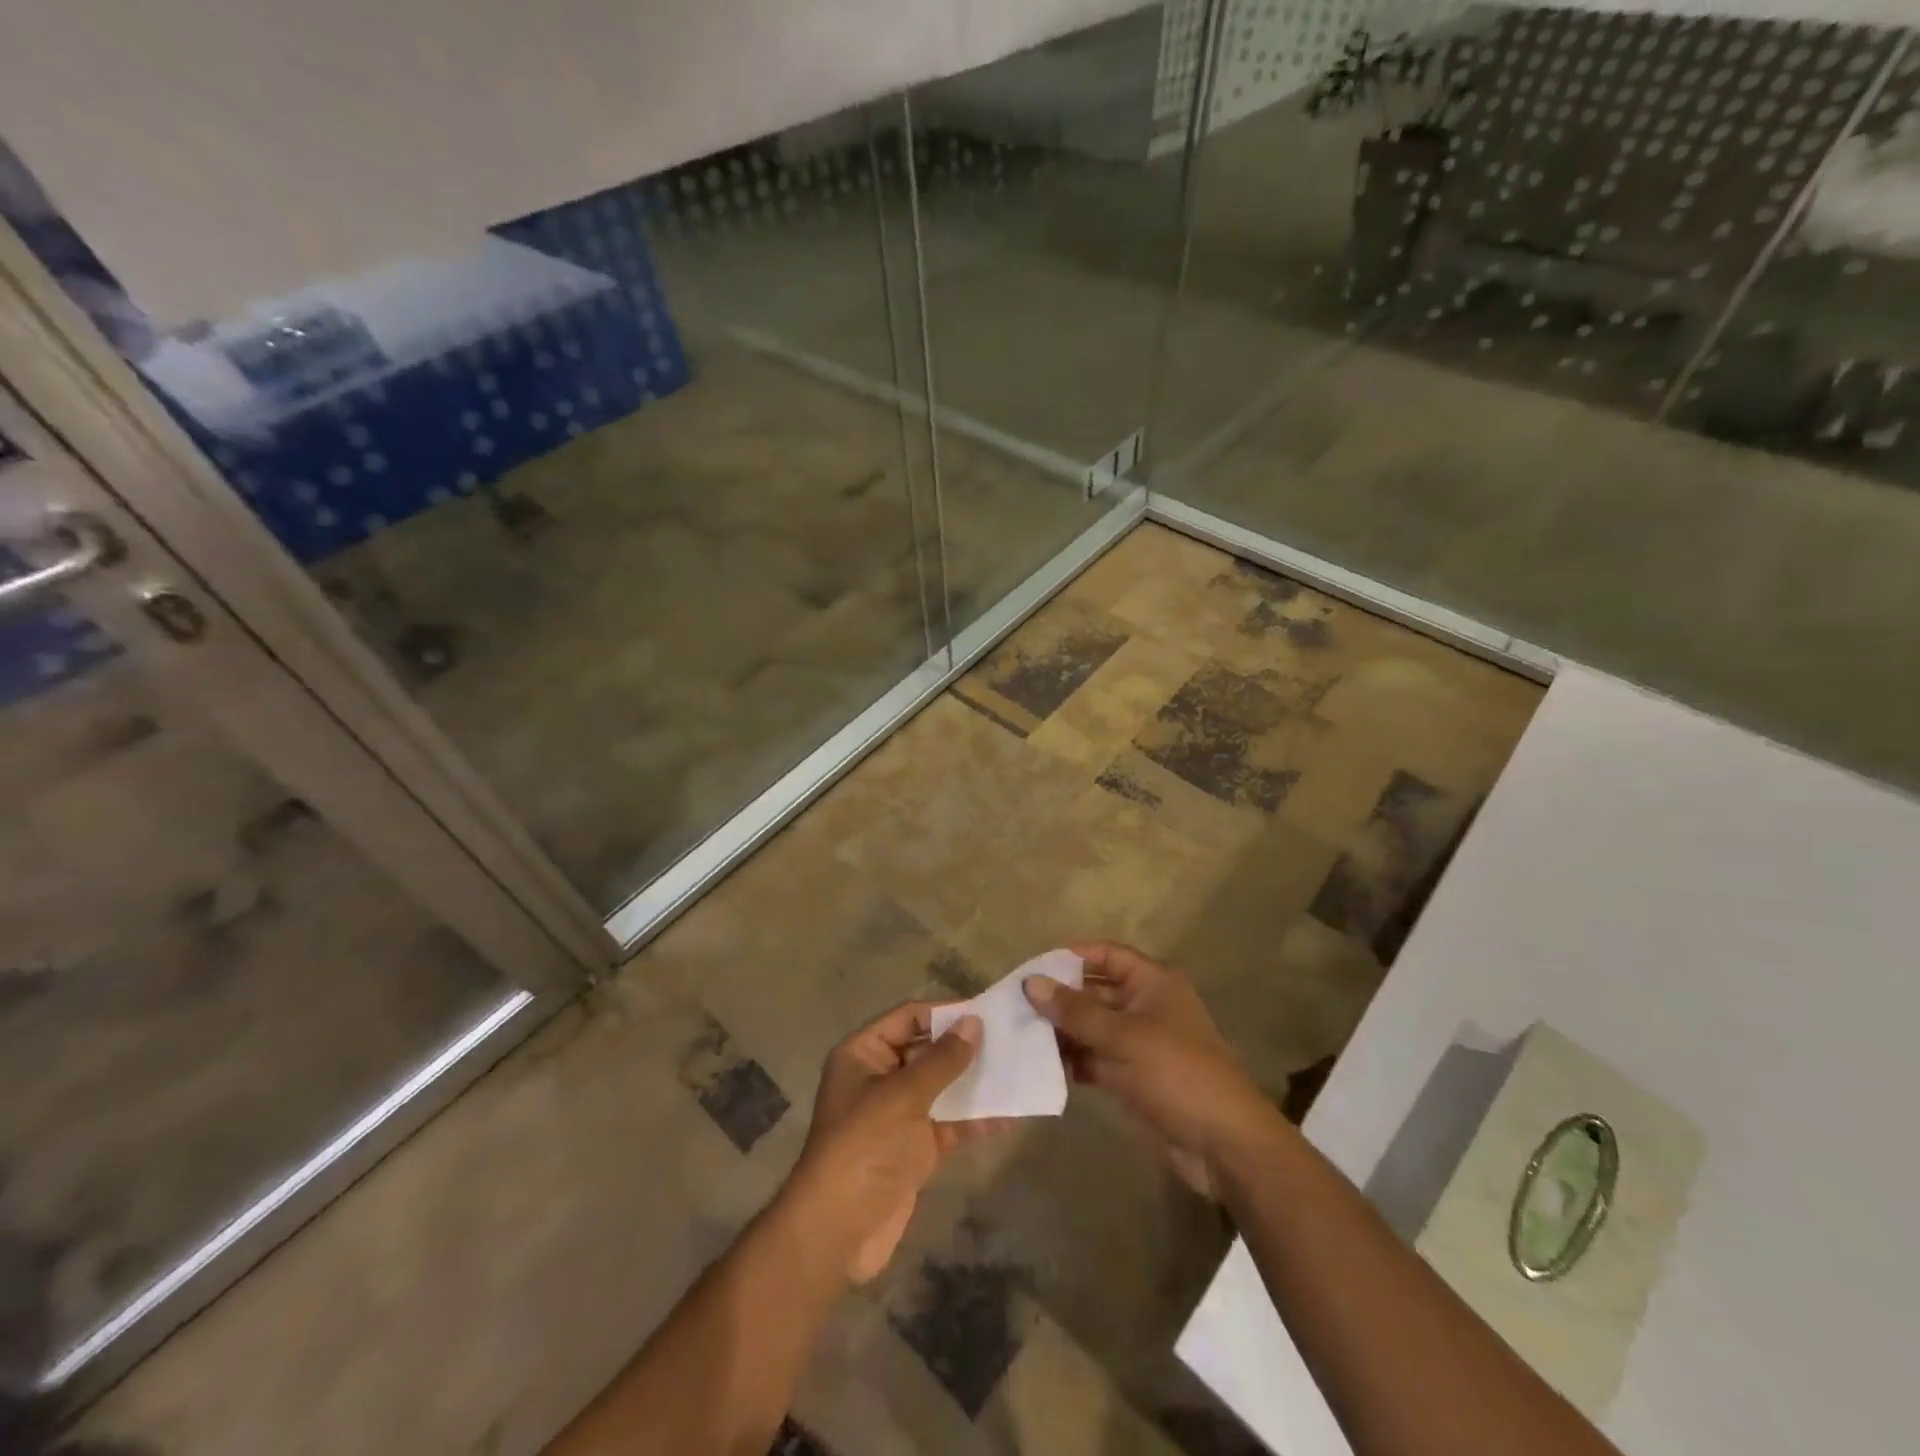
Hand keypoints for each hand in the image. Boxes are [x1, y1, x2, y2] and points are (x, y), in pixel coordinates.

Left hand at [781, 1003, 1001, 1283]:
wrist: (838, 1232)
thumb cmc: (863, 1147)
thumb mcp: (902, 1096)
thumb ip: (941, 1060)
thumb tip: (974, 1023)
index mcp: (864, 1054)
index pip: (909, 1018)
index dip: (945, 1013)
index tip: (986, 1011)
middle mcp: (880, 1077)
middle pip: (928, 1050)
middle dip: (965, 1046)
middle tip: (1010, 1039)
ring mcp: (899, 1114)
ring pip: (943, 1087)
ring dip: (976, 1081)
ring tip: (1018, 1070)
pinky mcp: (916, 1148)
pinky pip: (950, 1123)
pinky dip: (976, 1118)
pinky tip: (1010, 1114)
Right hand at [1025, 942, 1276, 1197]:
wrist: (1223, 1144)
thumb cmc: (1176, 1073)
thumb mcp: (1123, 1037)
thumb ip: (1075, 1011)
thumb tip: (1031, 982)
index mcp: (1152, 982)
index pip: (1106, 954)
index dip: (1071, 956)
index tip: (1033, 968)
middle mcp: (1145, 1005)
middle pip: (1094, 990)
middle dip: (1059, 998)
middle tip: (1015, 1006)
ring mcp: (1139, 1042)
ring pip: (1092, 1026)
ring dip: (1062, 1031)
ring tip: (1020, 1037)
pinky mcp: (1133, 1076)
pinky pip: (1095, 1058)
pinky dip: (1073, 1060)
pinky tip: (1041, 1066)